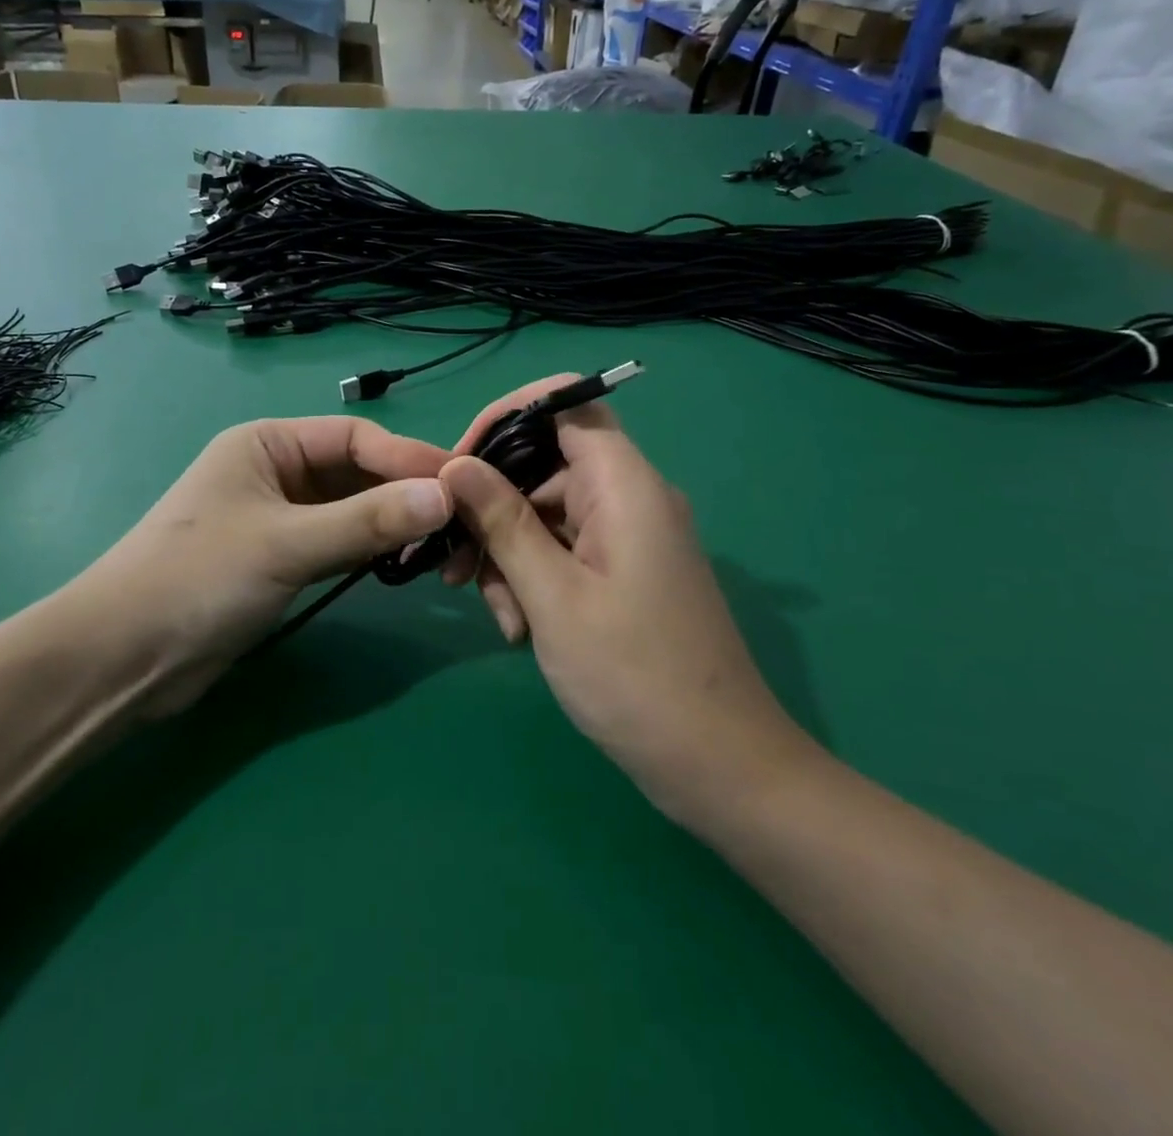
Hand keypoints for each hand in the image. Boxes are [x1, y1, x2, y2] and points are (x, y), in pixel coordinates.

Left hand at [81, 418, 451, 715]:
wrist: (124, 658)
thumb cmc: (197, 579)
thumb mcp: (286, 544)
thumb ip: (366, 521)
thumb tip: (447, 494)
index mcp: (268, 444)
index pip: (354, 437)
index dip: (407, 458)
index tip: (460, 485)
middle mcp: (276, 472)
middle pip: (356, 472)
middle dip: (404, 492)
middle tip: (460, 521)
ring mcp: (278, 517)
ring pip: (350, 509)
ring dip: (391, 522)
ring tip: (441, 545)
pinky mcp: (280, 559)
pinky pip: (338, 541)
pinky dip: (369, 549)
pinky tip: (401, 562)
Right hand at [438, 380, 814, 820]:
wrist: (718, 766)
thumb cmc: (633, 676)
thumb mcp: (552, 596)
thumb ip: (502, 521)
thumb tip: (455, 463)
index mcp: (625, 485)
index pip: (565, 405)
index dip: (506, 418)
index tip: (457, 463)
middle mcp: (631, 498)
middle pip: (544, 467)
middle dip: (493, 510)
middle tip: (453, 565)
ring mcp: (629, 537)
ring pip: (546, 515)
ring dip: (509, 556)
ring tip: (503, 619)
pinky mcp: (624, 571)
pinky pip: (564, 550)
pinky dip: (534, 579)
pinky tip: (521, 628)